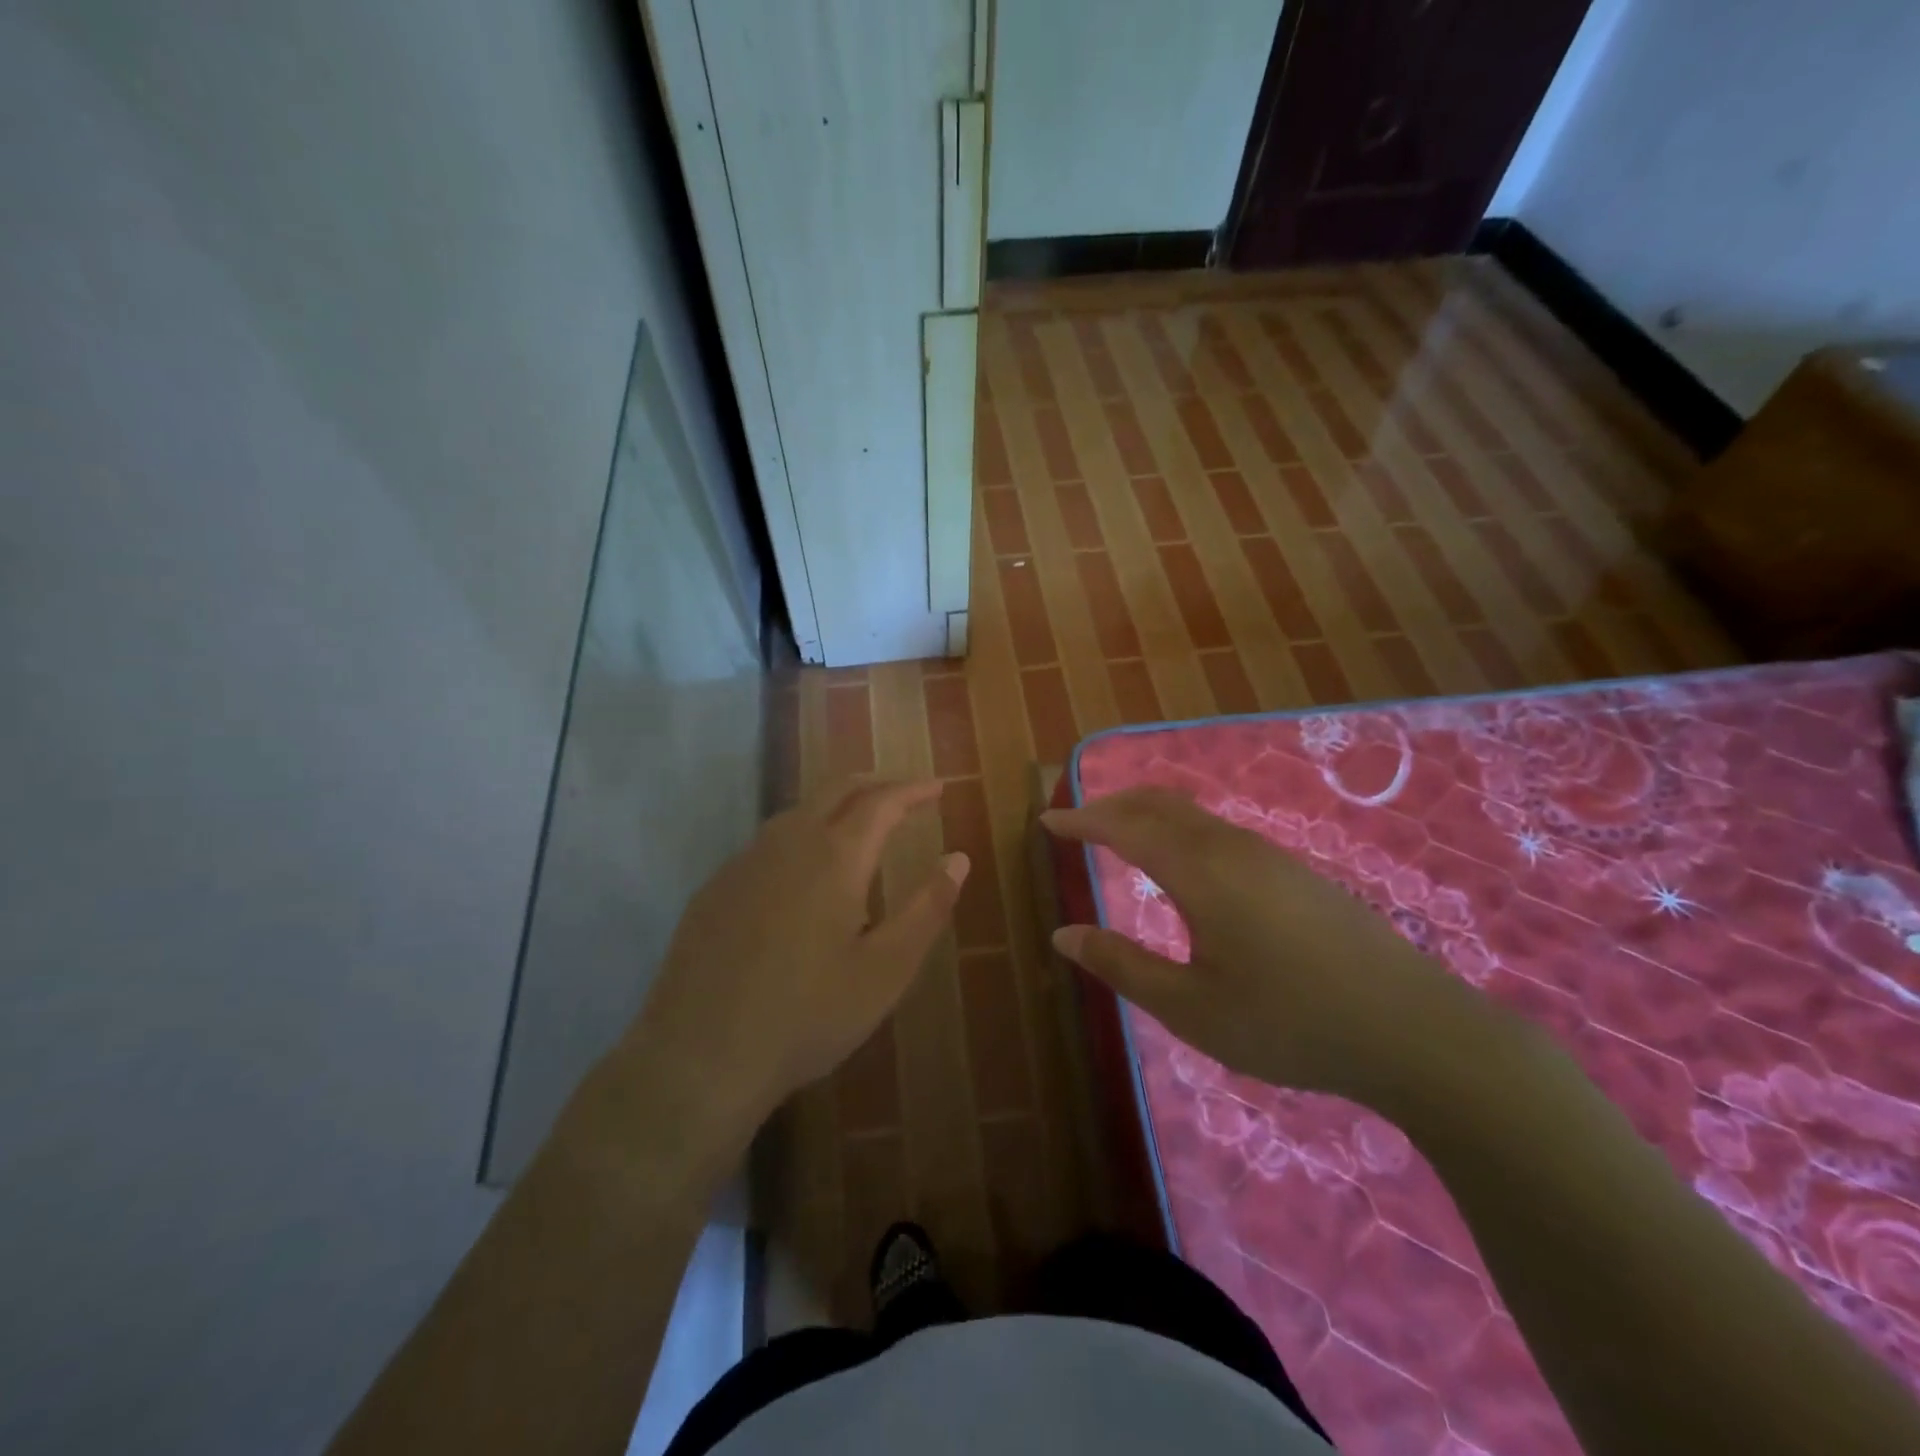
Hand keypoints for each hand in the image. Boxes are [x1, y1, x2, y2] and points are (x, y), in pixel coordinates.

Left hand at [626, 777, 967, 1142]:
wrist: (699, 1057)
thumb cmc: (807, 1016)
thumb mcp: (885, 971)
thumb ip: (927, 909)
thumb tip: (958, 858)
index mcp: (834, 857)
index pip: (882, 802)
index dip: (913, 790)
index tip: (938, 787)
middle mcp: (787, 844)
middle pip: (836, 790)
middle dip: (875, 784)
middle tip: (904, 794)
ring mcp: (744, 863)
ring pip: (797, 812)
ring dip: (835, 805)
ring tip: (859, 823)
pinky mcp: (715, 888)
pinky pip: (767, 842)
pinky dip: (800, 834)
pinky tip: (802, 870)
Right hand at [1043, 787, 1467, 1102]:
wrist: (1413, 1030)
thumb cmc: (1288, 1022)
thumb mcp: (1191, 1008)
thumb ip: (1123, 966)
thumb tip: (1063, 935)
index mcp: (1199, 872)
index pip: (1125, 828)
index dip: (1082, 822)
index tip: (1047, 822)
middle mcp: (1231, 848)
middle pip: (1160, 804)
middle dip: (1112, 805)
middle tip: (1078, 822)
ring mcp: (1270, 856)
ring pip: (1194, 815)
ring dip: (1148, 815)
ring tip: (1121, 836)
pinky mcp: (1296, 873)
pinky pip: (1219, 832)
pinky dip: (1180, 830)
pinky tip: (1185, 865)